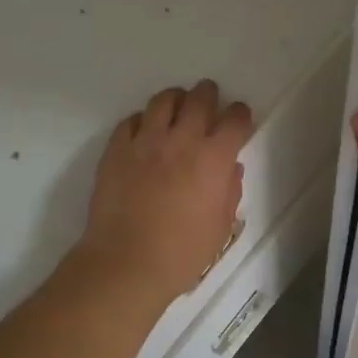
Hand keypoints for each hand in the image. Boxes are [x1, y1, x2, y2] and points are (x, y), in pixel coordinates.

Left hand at [76, 79, 254, 308]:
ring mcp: (145, 141)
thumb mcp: (220, 227)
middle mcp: (182, 140)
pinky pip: (131, 121)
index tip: (239, 118)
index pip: (234, 120)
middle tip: (208, 100)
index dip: (240, 115)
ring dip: (175, 100)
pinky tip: (144, 132)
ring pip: (163, 101)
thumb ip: (229, 191)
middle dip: (208, 95)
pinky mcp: (116, 149)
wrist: (127, 262)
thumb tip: (229, 168)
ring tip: (176, 107)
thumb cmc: (182, 253)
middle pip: (199, 99)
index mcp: (213, 158)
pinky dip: (142, 121)